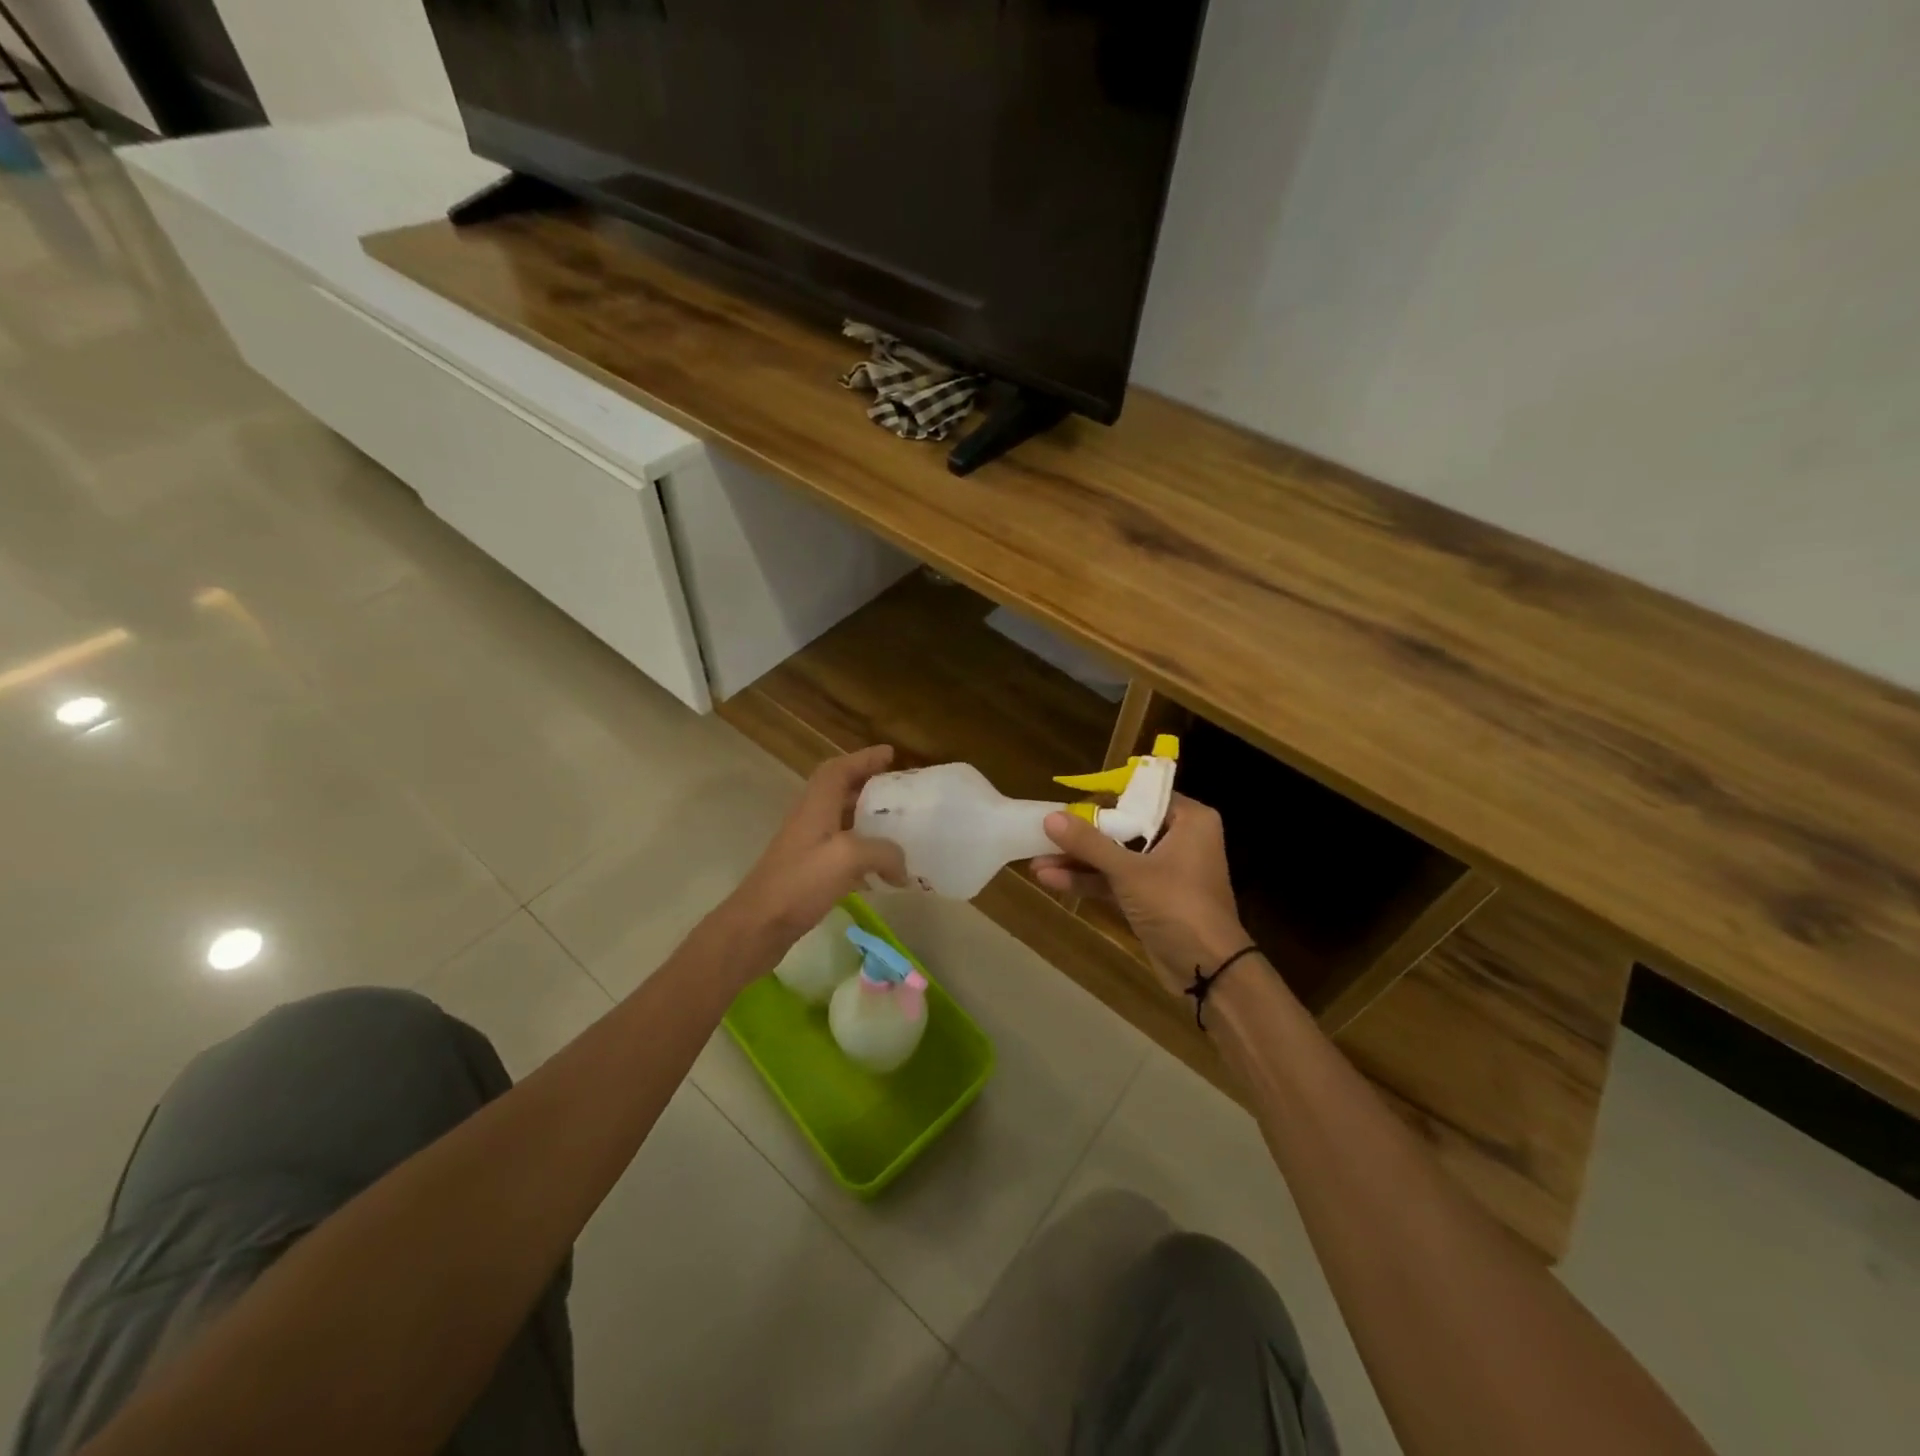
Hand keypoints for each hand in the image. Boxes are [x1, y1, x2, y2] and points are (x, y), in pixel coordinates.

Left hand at [716, 745, 907, 975]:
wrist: (758, 925)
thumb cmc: (800, 882)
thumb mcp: (848, 858)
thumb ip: (883, 852)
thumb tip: (902, 866)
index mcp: (816, 805)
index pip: (839, 769)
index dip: (864, 758)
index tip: (890, 754)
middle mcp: (810, 819)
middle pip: (840, 791)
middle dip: (869, 786)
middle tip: (899, 791)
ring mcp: (807, 846)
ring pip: (841, 821)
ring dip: (867, 820)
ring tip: (896, 827)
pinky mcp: (808, 872)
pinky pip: (840, 851)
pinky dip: (862, 852)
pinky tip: (880, 870)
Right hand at [1031, 795, 1250, 996]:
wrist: (1209, 972)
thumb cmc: (1177, 906)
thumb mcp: (1129, 872)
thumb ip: (1089, 843)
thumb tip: (1049, 817)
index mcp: (1189, 820)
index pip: (1141, 796)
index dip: (1103, 799)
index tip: (1067, 803)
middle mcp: (1179, 839)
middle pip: (1123, 827)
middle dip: (1082, 835)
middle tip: (1045, 833)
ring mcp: (1165, 871)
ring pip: (1116, 856)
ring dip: (1079, 861)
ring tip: (1036, 861)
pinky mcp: (1152, 898)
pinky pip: (1117, 880)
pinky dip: (1089, 881)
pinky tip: (1052, 880)